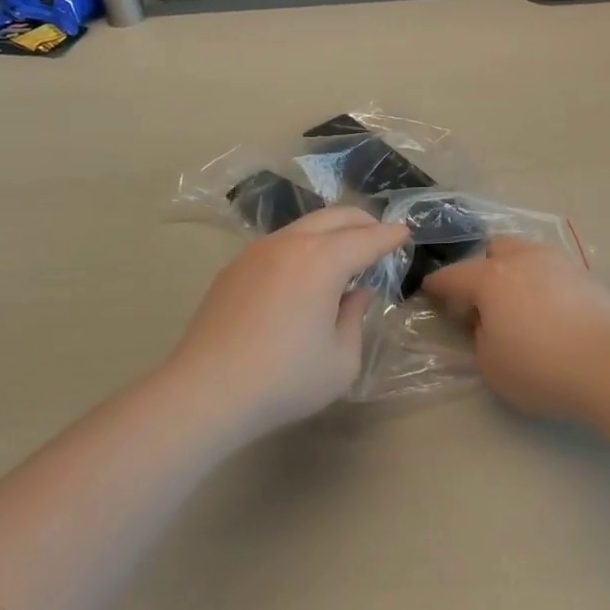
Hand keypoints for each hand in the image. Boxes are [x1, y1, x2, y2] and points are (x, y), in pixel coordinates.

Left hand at [167, 207, 408, 434]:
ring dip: (331, 232)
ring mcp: (258, 251)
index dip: (390, 236)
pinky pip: (280, 243)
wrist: (205, 392)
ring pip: (305, 225)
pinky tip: (303, 273)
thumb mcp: (341, 360)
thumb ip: (356, 319)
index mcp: (323, 260)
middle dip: (363, 222)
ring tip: (343, 254)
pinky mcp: (235, 267)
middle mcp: (291, 243)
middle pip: (335, 217)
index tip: (405, 233)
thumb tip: (357, 293)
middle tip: (379, 236)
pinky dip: (303, 246)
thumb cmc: (283, 379)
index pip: (367, 238)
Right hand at [423, 238, 609, 420]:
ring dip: (514, 270)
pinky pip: (552, 269)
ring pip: (526, 253)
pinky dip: (542, 282)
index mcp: (491, 278)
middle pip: (493, 250)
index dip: (438, 285)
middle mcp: (522, 259)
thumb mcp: (492, 365)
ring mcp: (557, 261)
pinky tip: (549, 308)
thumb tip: (487, 321)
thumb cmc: (541, 368)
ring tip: (518, 300)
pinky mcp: (585, 273)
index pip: (454, 276)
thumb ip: (481, 336)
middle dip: (481, 268)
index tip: (430, 289)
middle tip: (482, 298)